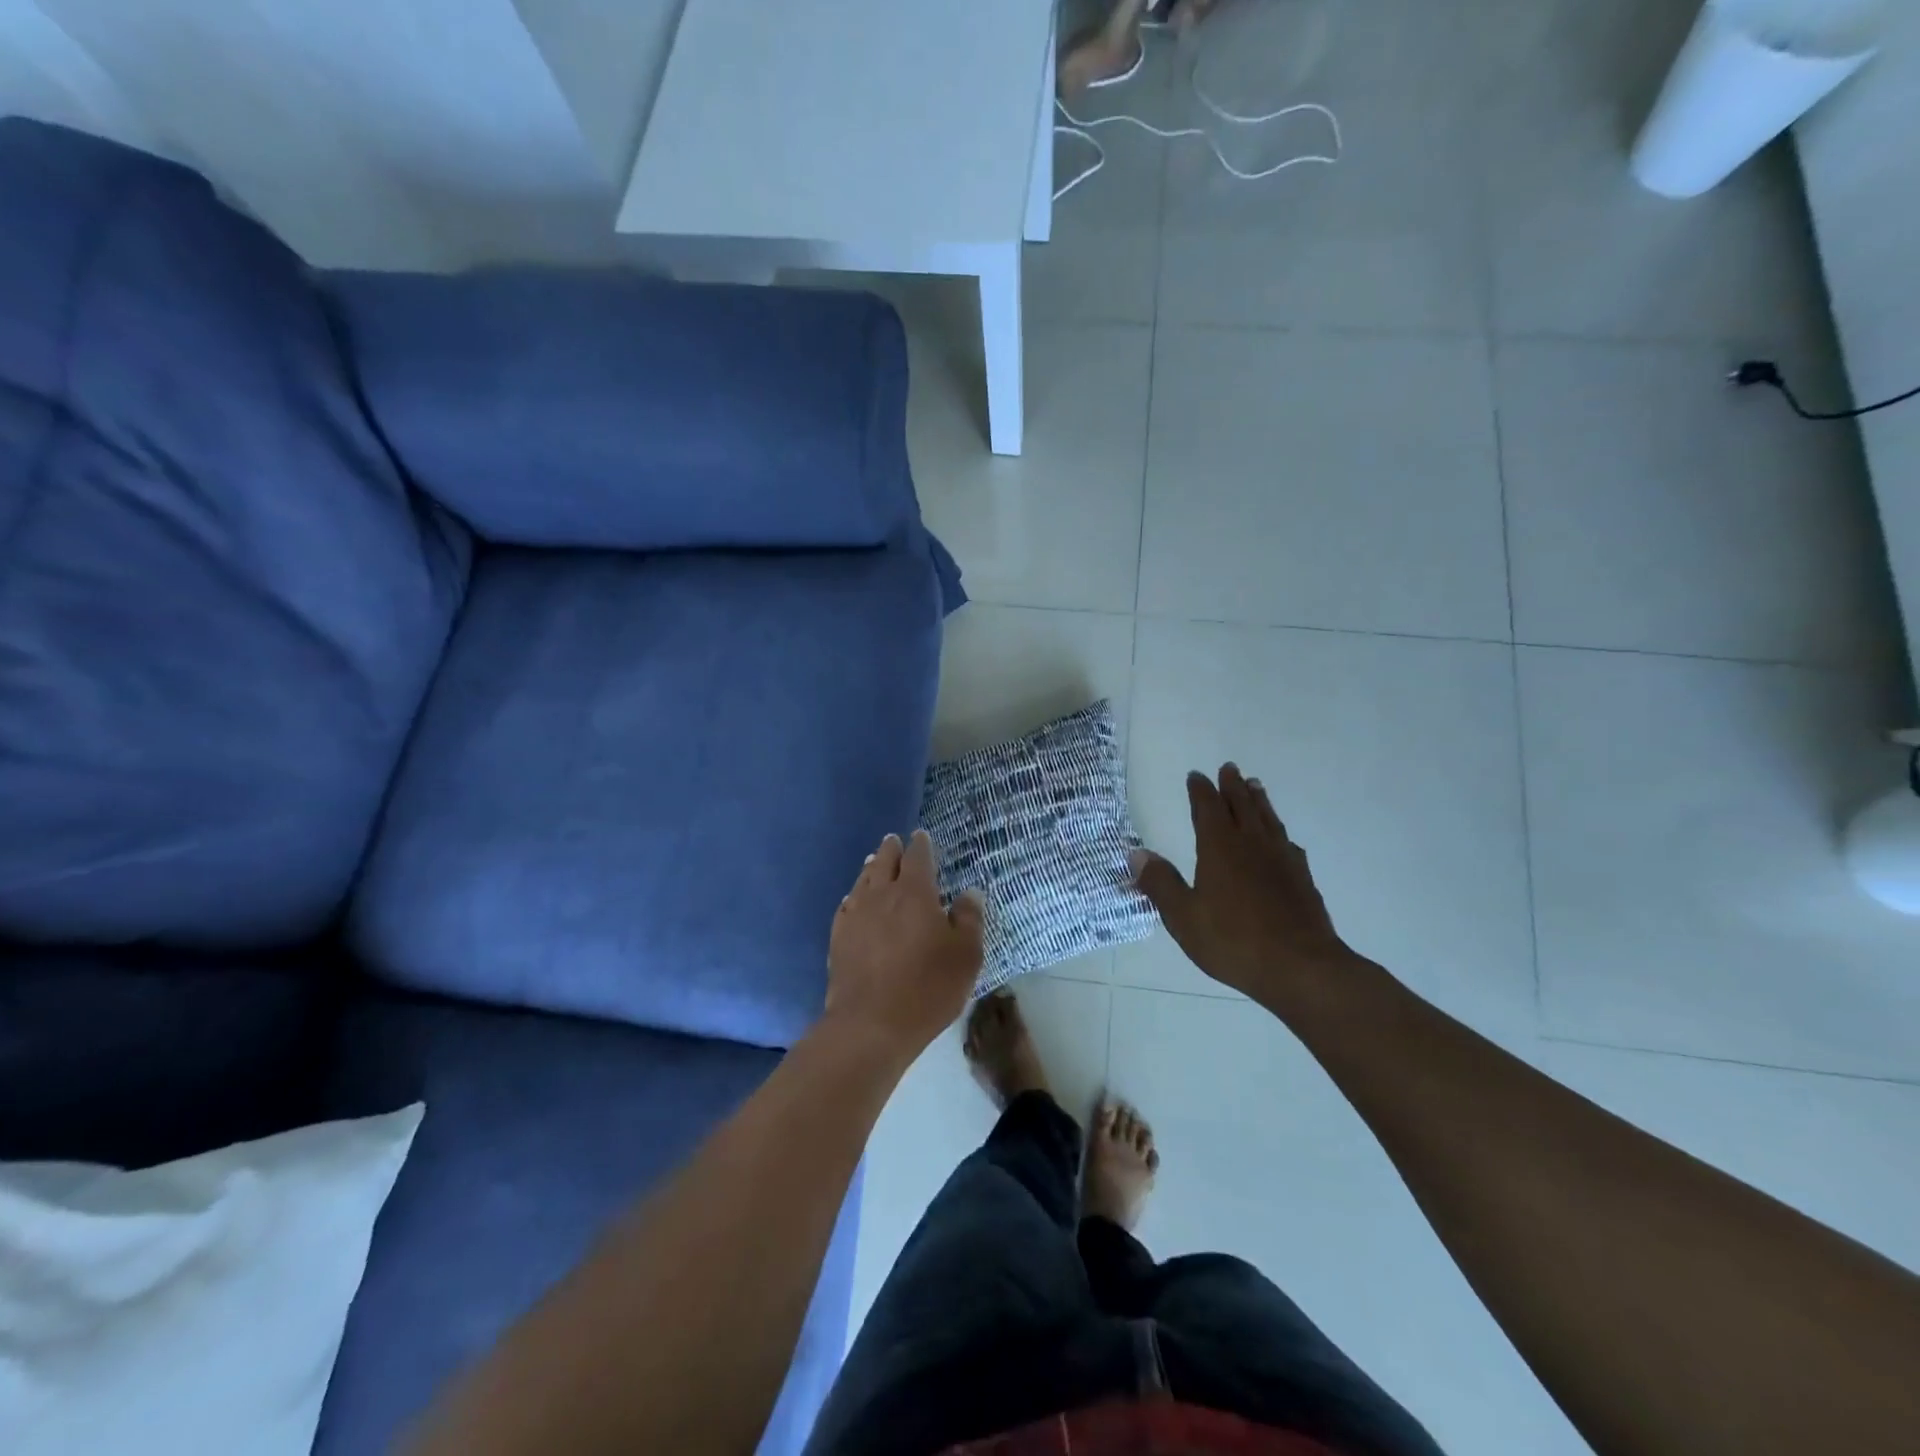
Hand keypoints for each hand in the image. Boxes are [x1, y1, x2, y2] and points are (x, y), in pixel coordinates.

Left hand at [825, 830, 983, 1062]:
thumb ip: (969, 919)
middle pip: (885, 862)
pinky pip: (846, 906)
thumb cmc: (928, 988)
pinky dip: (853, 896)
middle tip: (894, 841)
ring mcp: (856, 915)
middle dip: (891, 849)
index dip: (921, 845)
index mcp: (916, 893)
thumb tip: (969, 893)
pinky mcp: (838, 937)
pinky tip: (853, 900)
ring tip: (874, 861)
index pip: (918, 857)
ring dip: (871, 868)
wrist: (871, 1024)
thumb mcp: (966, 955)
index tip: (921, 836)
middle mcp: (882, 895)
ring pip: (863, 880)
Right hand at [1131, 764, 1360, 1006]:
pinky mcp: (1302, 879)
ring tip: (1256, 787)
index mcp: (1220, 848)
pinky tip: (1282, 840)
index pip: (1208, 809)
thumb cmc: (1233, 941)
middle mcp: (1252, 845)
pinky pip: (1288, 844)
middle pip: (1242, 806)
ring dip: (1259, 801)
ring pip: (1268, 820)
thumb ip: (1160, 883)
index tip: (1196, 776)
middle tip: (1230, 768)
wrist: (1300, 966)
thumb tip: (1135, 853)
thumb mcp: (1183, 916)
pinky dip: (1280, 833)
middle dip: (1233, 787)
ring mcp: (1282, 860)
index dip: (1201, 791)